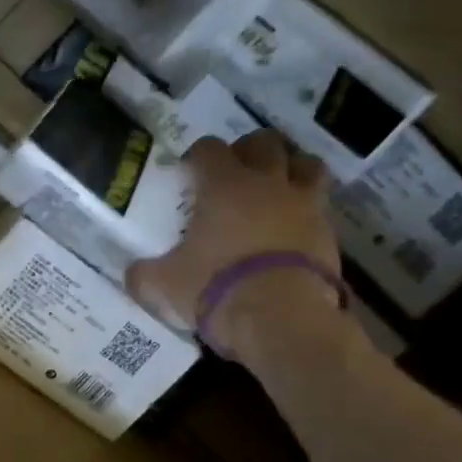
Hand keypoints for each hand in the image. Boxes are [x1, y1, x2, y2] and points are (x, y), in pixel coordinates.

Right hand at [127, 131, 346, 357]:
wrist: (282, 319)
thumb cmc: (216, 288)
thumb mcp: (164, 286)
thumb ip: (144, 275)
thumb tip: (133, 274)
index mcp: (223, 185)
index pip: (209, 148)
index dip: (197, 156)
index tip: (189, 173)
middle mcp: (266, 183)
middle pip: (264, 142)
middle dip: (249, 150)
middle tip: (236, 173)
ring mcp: (304, 204)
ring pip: (306, 163)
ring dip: (291, 168)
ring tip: (276, 187)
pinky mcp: (328, 232)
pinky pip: (321, 206)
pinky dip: (308, 209)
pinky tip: (294, 228)